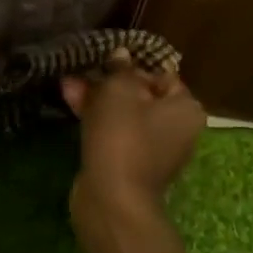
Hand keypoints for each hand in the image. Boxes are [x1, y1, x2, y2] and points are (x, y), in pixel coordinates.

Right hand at [62, 50, 207, 222]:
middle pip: (141, 95)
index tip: (108, 60)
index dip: (133, 65)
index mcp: (185, 109)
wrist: (112, 198)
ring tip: (67, 84)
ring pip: (124, 114)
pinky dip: (96, 118)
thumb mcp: (118, 90)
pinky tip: (70, 101)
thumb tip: (121, 54)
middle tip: (83, 70)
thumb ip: (120, 68)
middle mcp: (176, 129)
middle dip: (109, 81)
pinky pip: (115, 132)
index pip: (162, 75)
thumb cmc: (123, 135)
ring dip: (97, 97)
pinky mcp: (130, 164)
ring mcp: (153, 150)